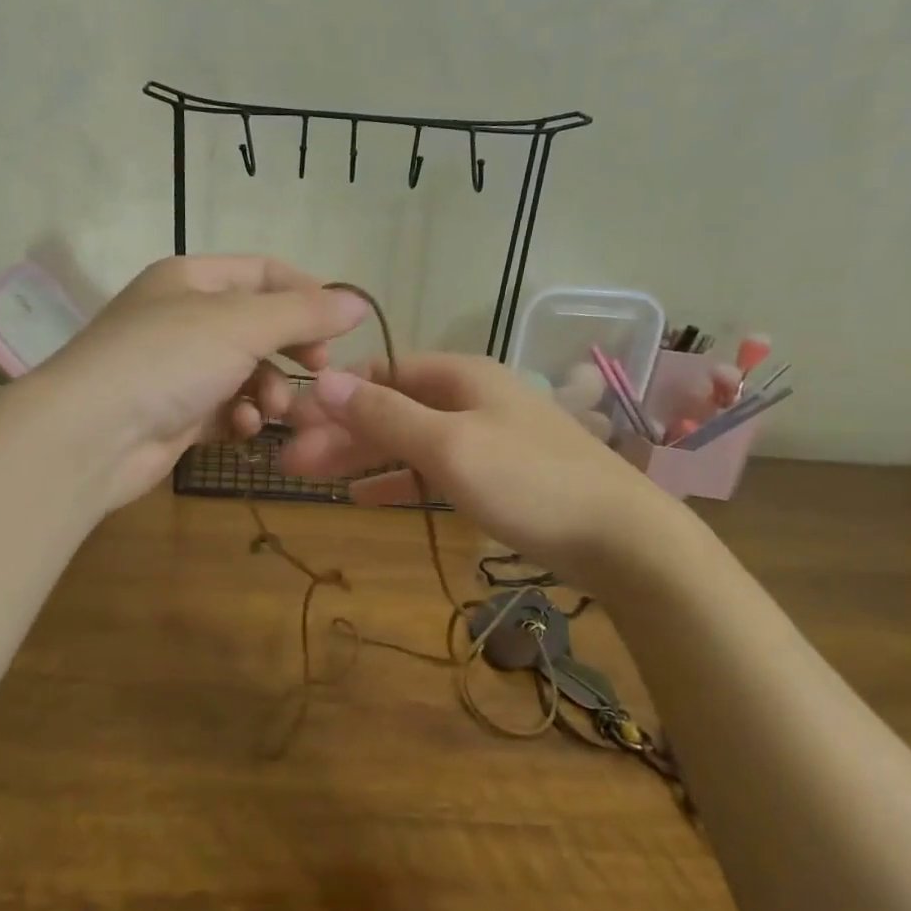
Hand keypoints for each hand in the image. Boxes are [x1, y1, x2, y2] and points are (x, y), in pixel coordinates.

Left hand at [30, 255, 368, 508]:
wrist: (91, 435)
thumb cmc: (168, 360)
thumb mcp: (242, 324)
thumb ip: (304, 313)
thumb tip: (359, 302)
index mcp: (192, 279)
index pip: (264, 272)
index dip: (307, 294)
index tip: (340, 327)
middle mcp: (183, 317)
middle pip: (257, 325)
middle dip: (291, 349)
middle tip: (319, 369)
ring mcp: (178, 369)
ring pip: (245, 372)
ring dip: (268, 390)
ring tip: (270, 410)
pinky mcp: (175, 415)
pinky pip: (225, 409)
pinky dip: (240, 418)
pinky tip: (243, 429)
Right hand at [280, 352, 690, 579]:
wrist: (621, 539)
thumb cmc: (529, 482)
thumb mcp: (449, 445)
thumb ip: (384, 414)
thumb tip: (324, 378)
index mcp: (460, 376)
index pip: (382, 371)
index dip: (336, 393)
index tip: (294, 420)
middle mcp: (469, 398)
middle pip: (390, 407)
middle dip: (340, 431)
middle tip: (289, 462)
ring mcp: (483, 437)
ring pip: (406, 440)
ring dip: (361, 457)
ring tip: (310, 479)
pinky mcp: (493, 476)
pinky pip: (430, 470)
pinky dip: (396, 480)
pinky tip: (362, 496)